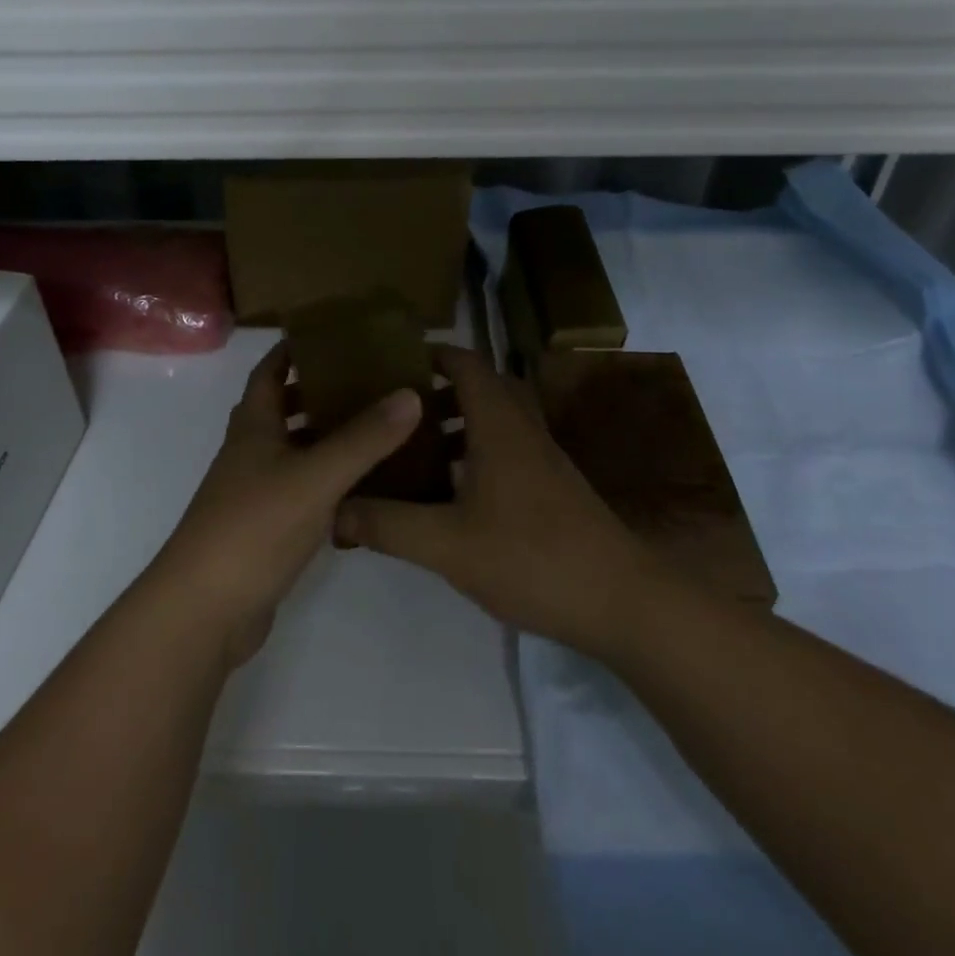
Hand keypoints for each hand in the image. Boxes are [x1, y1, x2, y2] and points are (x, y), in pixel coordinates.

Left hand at [150, 343, 422, 666]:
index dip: (293, 349)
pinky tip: (365, 486)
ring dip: (329, 436)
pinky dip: (330, 480)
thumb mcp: (315, 476)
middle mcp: (251, 452)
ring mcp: (256, 492)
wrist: (206, 609)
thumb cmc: (254, 527)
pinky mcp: (267, 528)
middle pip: (283, 408)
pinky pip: (303, 490)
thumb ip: (364, 438)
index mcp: (253, 426)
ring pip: (296, 451)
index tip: (332, 336)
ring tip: (379, 427)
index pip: (269, 371)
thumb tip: (410, 393)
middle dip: (320, 391)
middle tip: (370, 381)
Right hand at [334, 345, 650, 657]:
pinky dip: (476, 453)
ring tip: (414, 450)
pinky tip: (451, 494)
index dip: (431, 354)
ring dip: (457, 424)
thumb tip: (333, 509)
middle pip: (481, 387)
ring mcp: (543, 458)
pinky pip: (507, 449)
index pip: (466, 363)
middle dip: (437, 391)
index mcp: (499, 424)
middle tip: (395, 410)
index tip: (391, 362)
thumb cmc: (531, 557)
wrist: (621, 601)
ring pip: (495, 420)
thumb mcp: (446, 545)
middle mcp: (523, 429)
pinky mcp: (553, 487)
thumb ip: (387, 525)